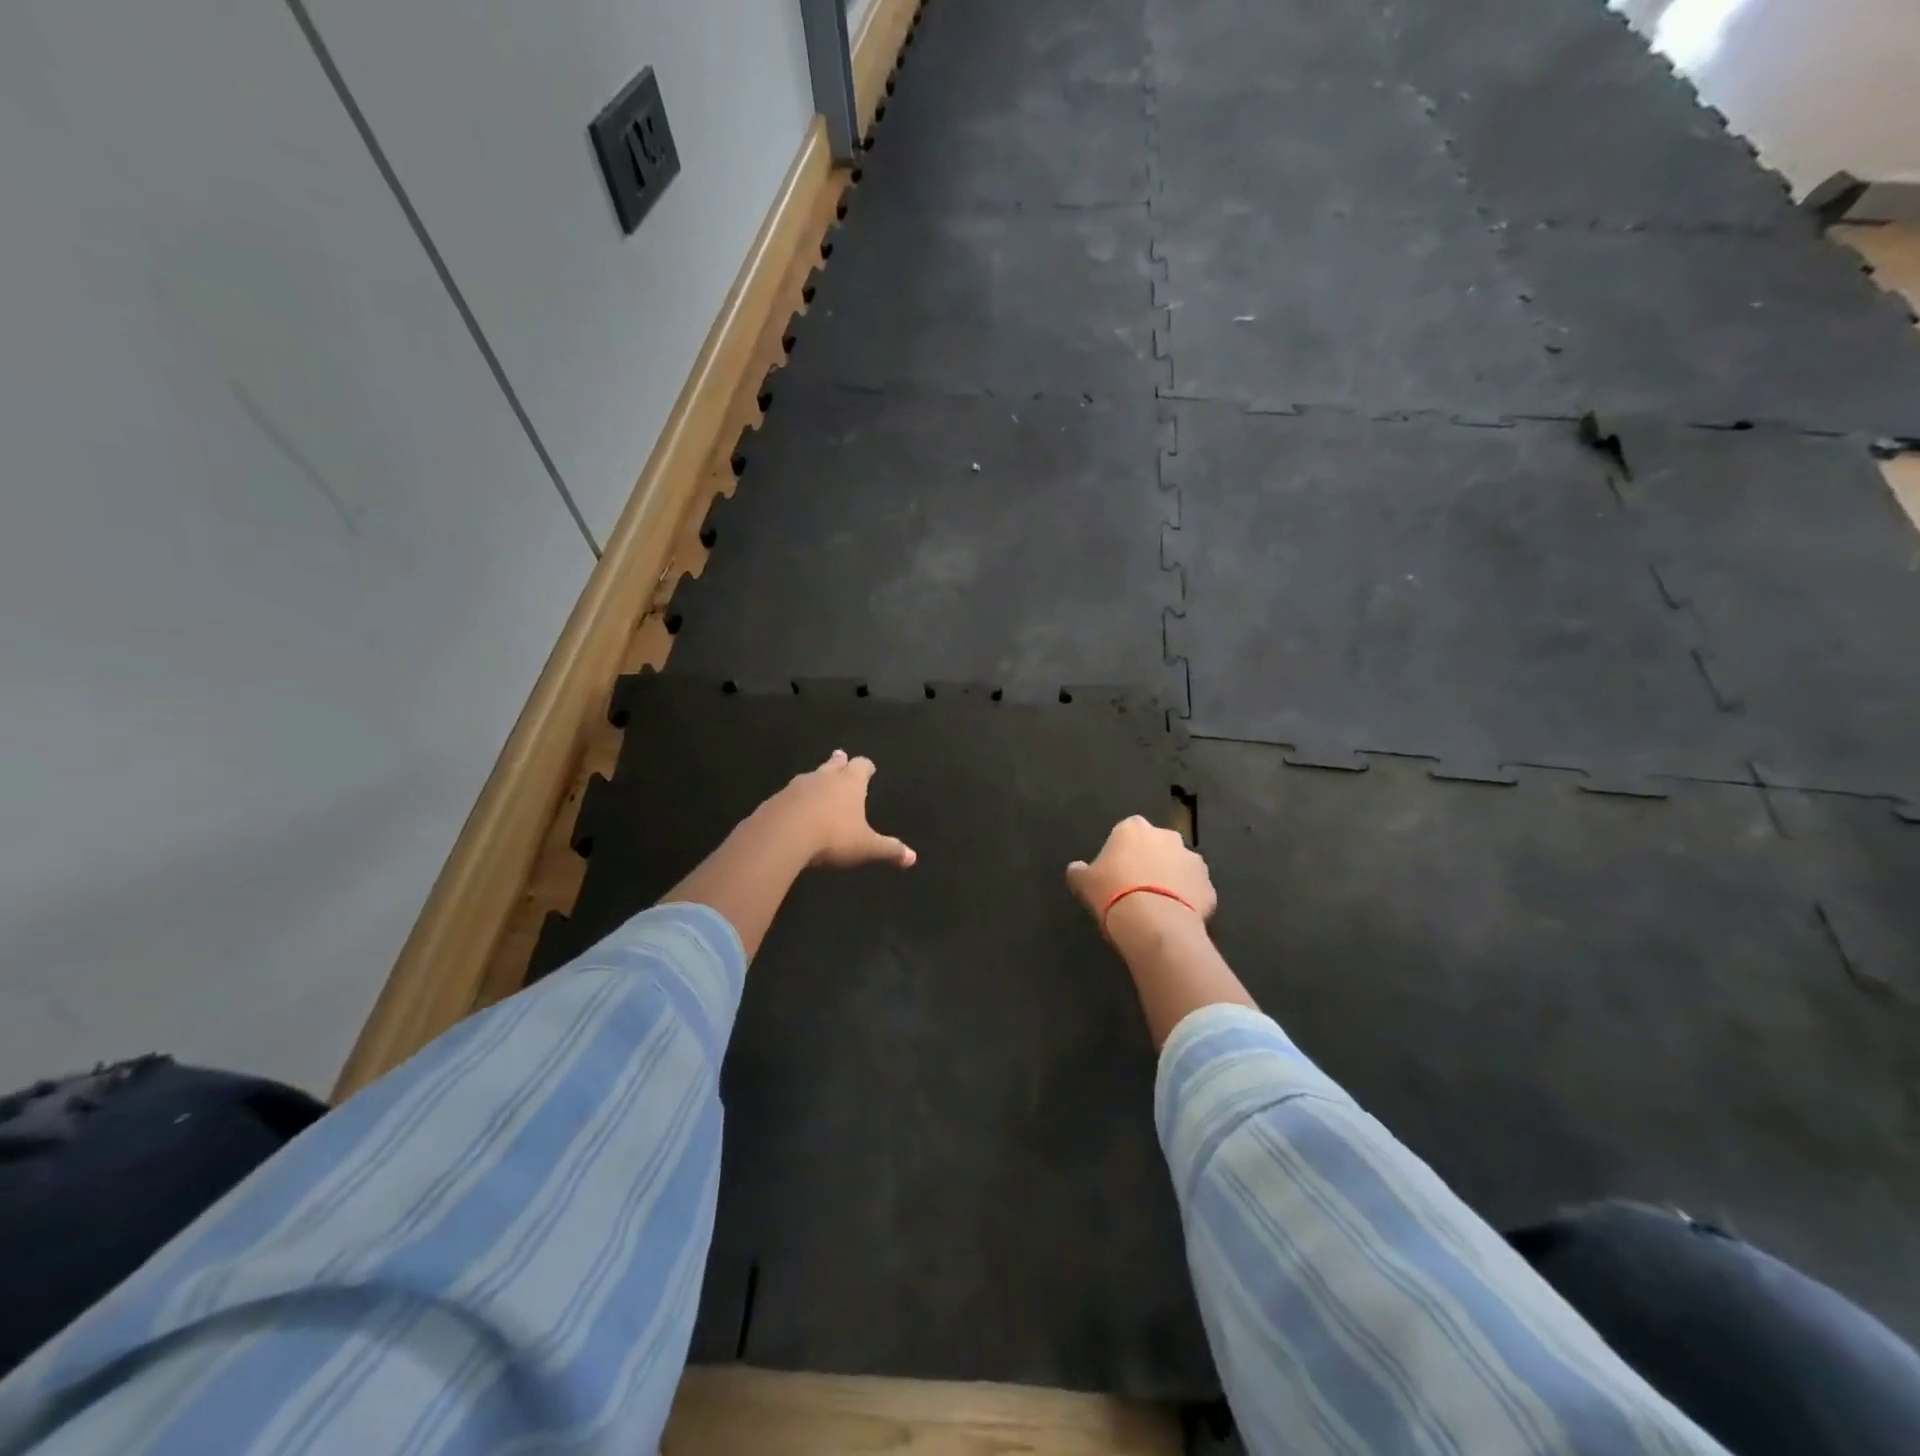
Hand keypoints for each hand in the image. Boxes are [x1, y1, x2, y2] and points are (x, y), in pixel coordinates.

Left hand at [763, 750, 915, 869]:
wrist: (782, 835)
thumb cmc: (832, 836)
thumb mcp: (865, 847)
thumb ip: (888, 850)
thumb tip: (913, 858)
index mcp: (850, 783)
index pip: (862, 766)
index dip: (866, 767)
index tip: (869, 768)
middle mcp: (825, 777)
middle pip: (834, 763)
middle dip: (839, 762)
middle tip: (841, 757)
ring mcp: (798, 786)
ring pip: (811, 776)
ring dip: (817, 779)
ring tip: (819, 783)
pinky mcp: (777, 799)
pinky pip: (790, 794)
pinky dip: (796, 798)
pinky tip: (795, 808)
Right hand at [1066, 815, 1215, 933]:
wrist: (1154, 922)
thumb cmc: (1112, 893)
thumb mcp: (1084, 883)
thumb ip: (1080, 871)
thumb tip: (1075, 868)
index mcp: (1133, 828)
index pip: (1126, 831)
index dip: (1121, 851)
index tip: (1115, 872)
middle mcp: (1166, 836)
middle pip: (1157, 846)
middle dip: (1150, 861)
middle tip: (1136, 888)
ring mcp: (1192, 860)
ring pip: (1179, 868)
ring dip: (1171, 880)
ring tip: (1157, 906)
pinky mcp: (1209, 886)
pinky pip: (1195, 891)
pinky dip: (1187, 901)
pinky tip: (1173, 919)